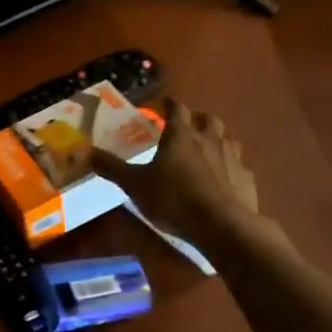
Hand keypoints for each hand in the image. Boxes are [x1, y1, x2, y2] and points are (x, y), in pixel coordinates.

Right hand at [90, 98, 266, 244]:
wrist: (223, 226)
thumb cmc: (174, 200)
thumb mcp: (135, 185)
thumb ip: (111, 168)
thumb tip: (83, 152)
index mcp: (181, 135)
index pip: (176, 108)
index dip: (169, 104)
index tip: (163, 106)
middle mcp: (210, 139)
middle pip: (208, 119)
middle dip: (197, 120)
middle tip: (186, 130)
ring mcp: (233, 158)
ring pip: (228, 139)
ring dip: (217, 140)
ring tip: (206, 152)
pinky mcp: (248, 178)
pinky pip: (240, 166)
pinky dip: (231, 167)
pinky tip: (224, 180)